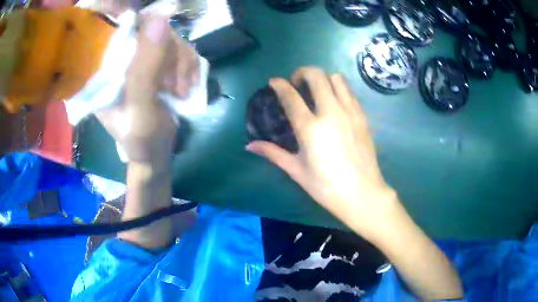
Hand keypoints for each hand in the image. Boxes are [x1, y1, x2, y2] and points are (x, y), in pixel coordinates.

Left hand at [95, 16, 198, 171]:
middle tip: (177, 85)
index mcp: (105, 71)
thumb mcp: (140, 110)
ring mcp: (142, 61)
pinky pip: (181, 50)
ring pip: (170, 39)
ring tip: (183, 91)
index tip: (162, 40)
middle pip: (151, 31)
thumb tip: (160, 19)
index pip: (120, 30)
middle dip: (171, 55)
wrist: (155, 154)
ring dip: (183, 64)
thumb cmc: (141, 141)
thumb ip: (145, 69)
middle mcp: (121, 61)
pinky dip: (190, 66)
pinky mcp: (158, 65)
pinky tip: (188, 85)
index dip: (143, 24)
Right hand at [246, 67, 396, 240]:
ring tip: (318, 91)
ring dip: (323, 78)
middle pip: (316, 76)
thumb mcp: (297, 171)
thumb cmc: (326, 186)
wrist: (362, 193)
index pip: (290, 96)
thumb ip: (273, 153)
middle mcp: (331, 112)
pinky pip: (350, 91)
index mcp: (310, 128)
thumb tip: (250, 146)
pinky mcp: (362, 116)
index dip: (279, 85)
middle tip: (297, 83)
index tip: (274, 81)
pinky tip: (335, 103)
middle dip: (302, 72)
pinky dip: (339, 89)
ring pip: (337, 78)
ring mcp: (349, 112)